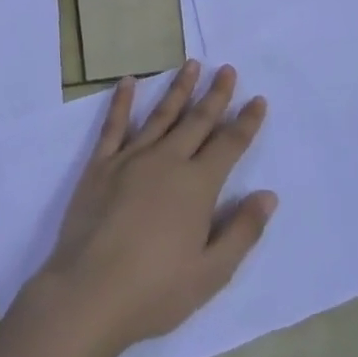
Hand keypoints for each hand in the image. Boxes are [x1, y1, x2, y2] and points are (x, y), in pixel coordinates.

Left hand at [31, 61, 275, 356]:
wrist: (89, 292)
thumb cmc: (155, 291)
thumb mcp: (211, 273)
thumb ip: (242, 231)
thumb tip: (268, 195)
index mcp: (197, 186)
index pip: (229, 145)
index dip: (246, 122)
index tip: (258, 99)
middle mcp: (166, 161)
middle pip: (197, 121)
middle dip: (216, 95)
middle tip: (227, 69)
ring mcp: (130, 159)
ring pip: (160, 115)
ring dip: (178, 89)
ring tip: (192, 64)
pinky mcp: (100, 165)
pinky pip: (114, 125)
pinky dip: (122, 101)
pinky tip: (128, 82)